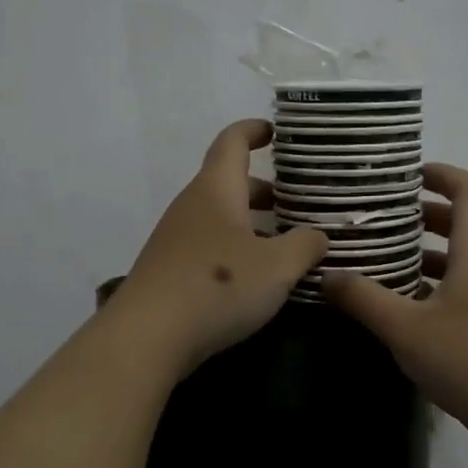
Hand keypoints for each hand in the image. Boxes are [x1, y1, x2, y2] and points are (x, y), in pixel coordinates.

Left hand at [107, 119, 328, 375]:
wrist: (148, 336)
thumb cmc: (218, 287)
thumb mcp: (277, 267)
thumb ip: (305, 246)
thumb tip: (318, 236)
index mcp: (216, 190)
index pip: (232, 142)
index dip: (253, 131)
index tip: (275, 132)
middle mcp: (191, 206)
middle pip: (228, 183)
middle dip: (263, 190)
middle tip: (297, 203)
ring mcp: (174, 239)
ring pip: (219, 218)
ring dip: (250, 224)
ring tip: (284, 244)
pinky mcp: (168, 270)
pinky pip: (208, 246)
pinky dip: (234, 249)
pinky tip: (254, 278)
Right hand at [324, 163, 467, 455]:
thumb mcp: (406, 328)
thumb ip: (364, 299)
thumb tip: (326, 275)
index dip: (440, 174)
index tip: (405, 173)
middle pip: (463, 222)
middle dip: (423, 213)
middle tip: (380, 216)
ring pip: (462, 258)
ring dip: (426, 251)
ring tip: (381, 255)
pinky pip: (463, 287)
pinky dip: (434, 283)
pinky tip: (401, 303)